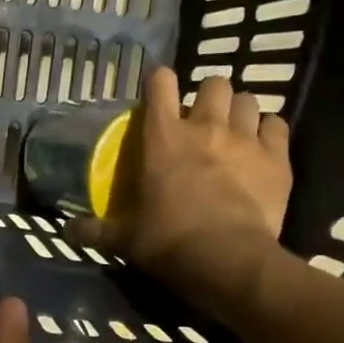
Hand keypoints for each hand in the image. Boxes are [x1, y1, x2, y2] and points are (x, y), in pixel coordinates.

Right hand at [72, 68, 294, 320]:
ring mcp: (245, 139)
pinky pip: (278, 126)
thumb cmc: (168, 242)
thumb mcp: (124, 239)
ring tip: (234, 129)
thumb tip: (66, 232)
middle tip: (202, 118)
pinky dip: (269, 131)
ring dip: (239, 110)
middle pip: (213, 84)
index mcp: (163, 138)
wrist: (226, 261)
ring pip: (248, 100)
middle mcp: (205, 127)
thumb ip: (95, 231)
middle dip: (208, 95)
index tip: (158, 92)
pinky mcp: (276, 158)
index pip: (161, 84)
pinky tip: (264, 146)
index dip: (160, 81)